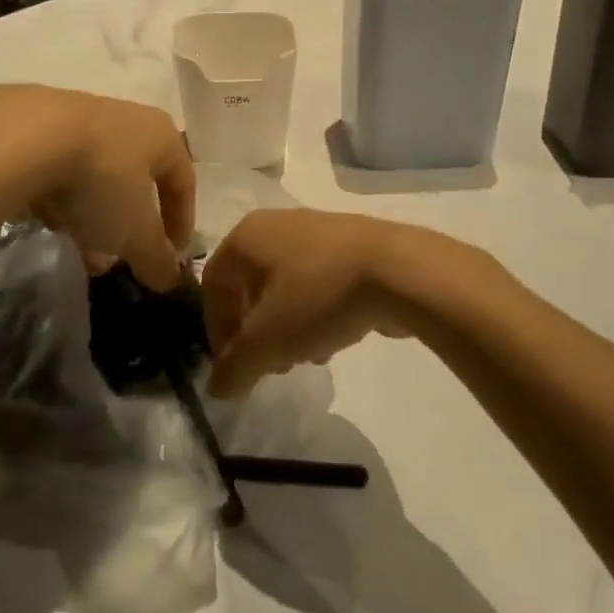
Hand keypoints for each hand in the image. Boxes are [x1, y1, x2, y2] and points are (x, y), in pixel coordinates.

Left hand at [0, 86, 193, 290]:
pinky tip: (43, 220)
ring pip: (92, 173)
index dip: (181, 223)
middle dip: (128, 223)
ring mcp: (74, 114)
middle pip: (134, 178)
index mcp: (159, 134)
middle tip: (118, 257)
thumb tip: (170, 280)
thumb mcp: (134, 232)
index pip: (183, 181)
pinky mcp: (29, 120)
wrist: (17, 137)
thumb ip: (156, 257)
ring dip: (91, 213)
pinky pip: (55, 165)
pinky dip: (57, 195)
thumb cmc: (98, 180)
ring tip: (77, 247)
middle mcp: (123, 117)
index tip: (171, 257)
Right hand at [202, 210, 428, 396]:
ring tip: (306, 358)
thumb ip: (235, 368)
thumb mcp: (267, 342)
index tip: (234, 365)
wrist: (400, 270)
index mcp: (248, 235)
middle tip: (270, 364)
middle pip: (250, 286)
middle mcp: (278, 224)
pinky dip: (317, 313)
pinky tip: (335, 340)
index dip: (216, 329)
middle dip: (255, 332)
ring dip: (287, 328)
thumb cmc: (319, 296)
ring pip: (286, 287)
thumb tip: (217, 388)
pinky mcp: (353, 244)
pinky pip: (319, 282)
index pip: (213, 284)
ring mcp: (319, 230)